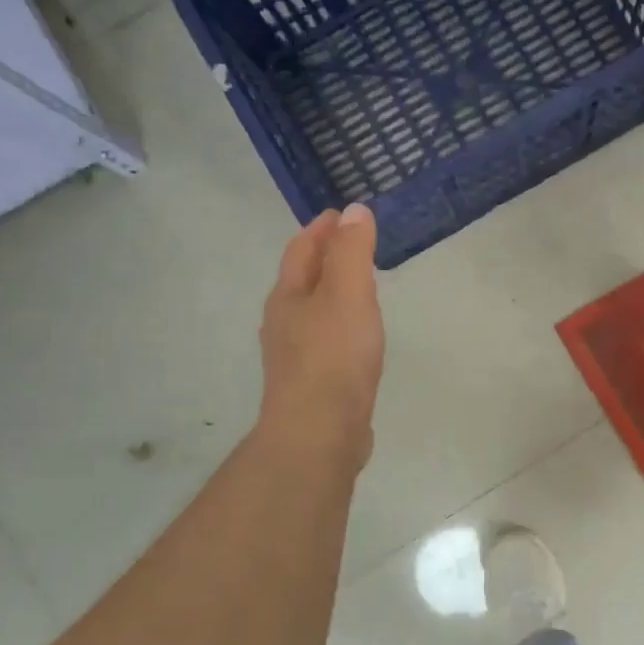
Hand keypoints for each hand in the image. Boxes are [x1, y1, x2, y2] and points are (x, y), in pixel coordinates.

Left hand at [258, 205, 385, 463]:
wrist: (319, 433)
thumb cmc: (333, 357)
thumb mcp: (347, 294)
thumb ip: (352, 252)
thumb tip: (354, 211)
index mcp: (288, 297)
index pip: (301, 250)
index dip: (321, 229)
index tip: (342, 213)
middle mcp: (284, 323)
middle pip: (302, 281)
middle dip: (325, 259)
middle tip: (355, 245)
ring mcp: (295, 357)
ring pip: (313, 313)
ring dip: (333, 294)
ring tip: (360, 287)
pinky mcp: (312, 385)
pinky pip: (326, 342)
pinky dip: (341, 326)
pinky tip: (358, 338)